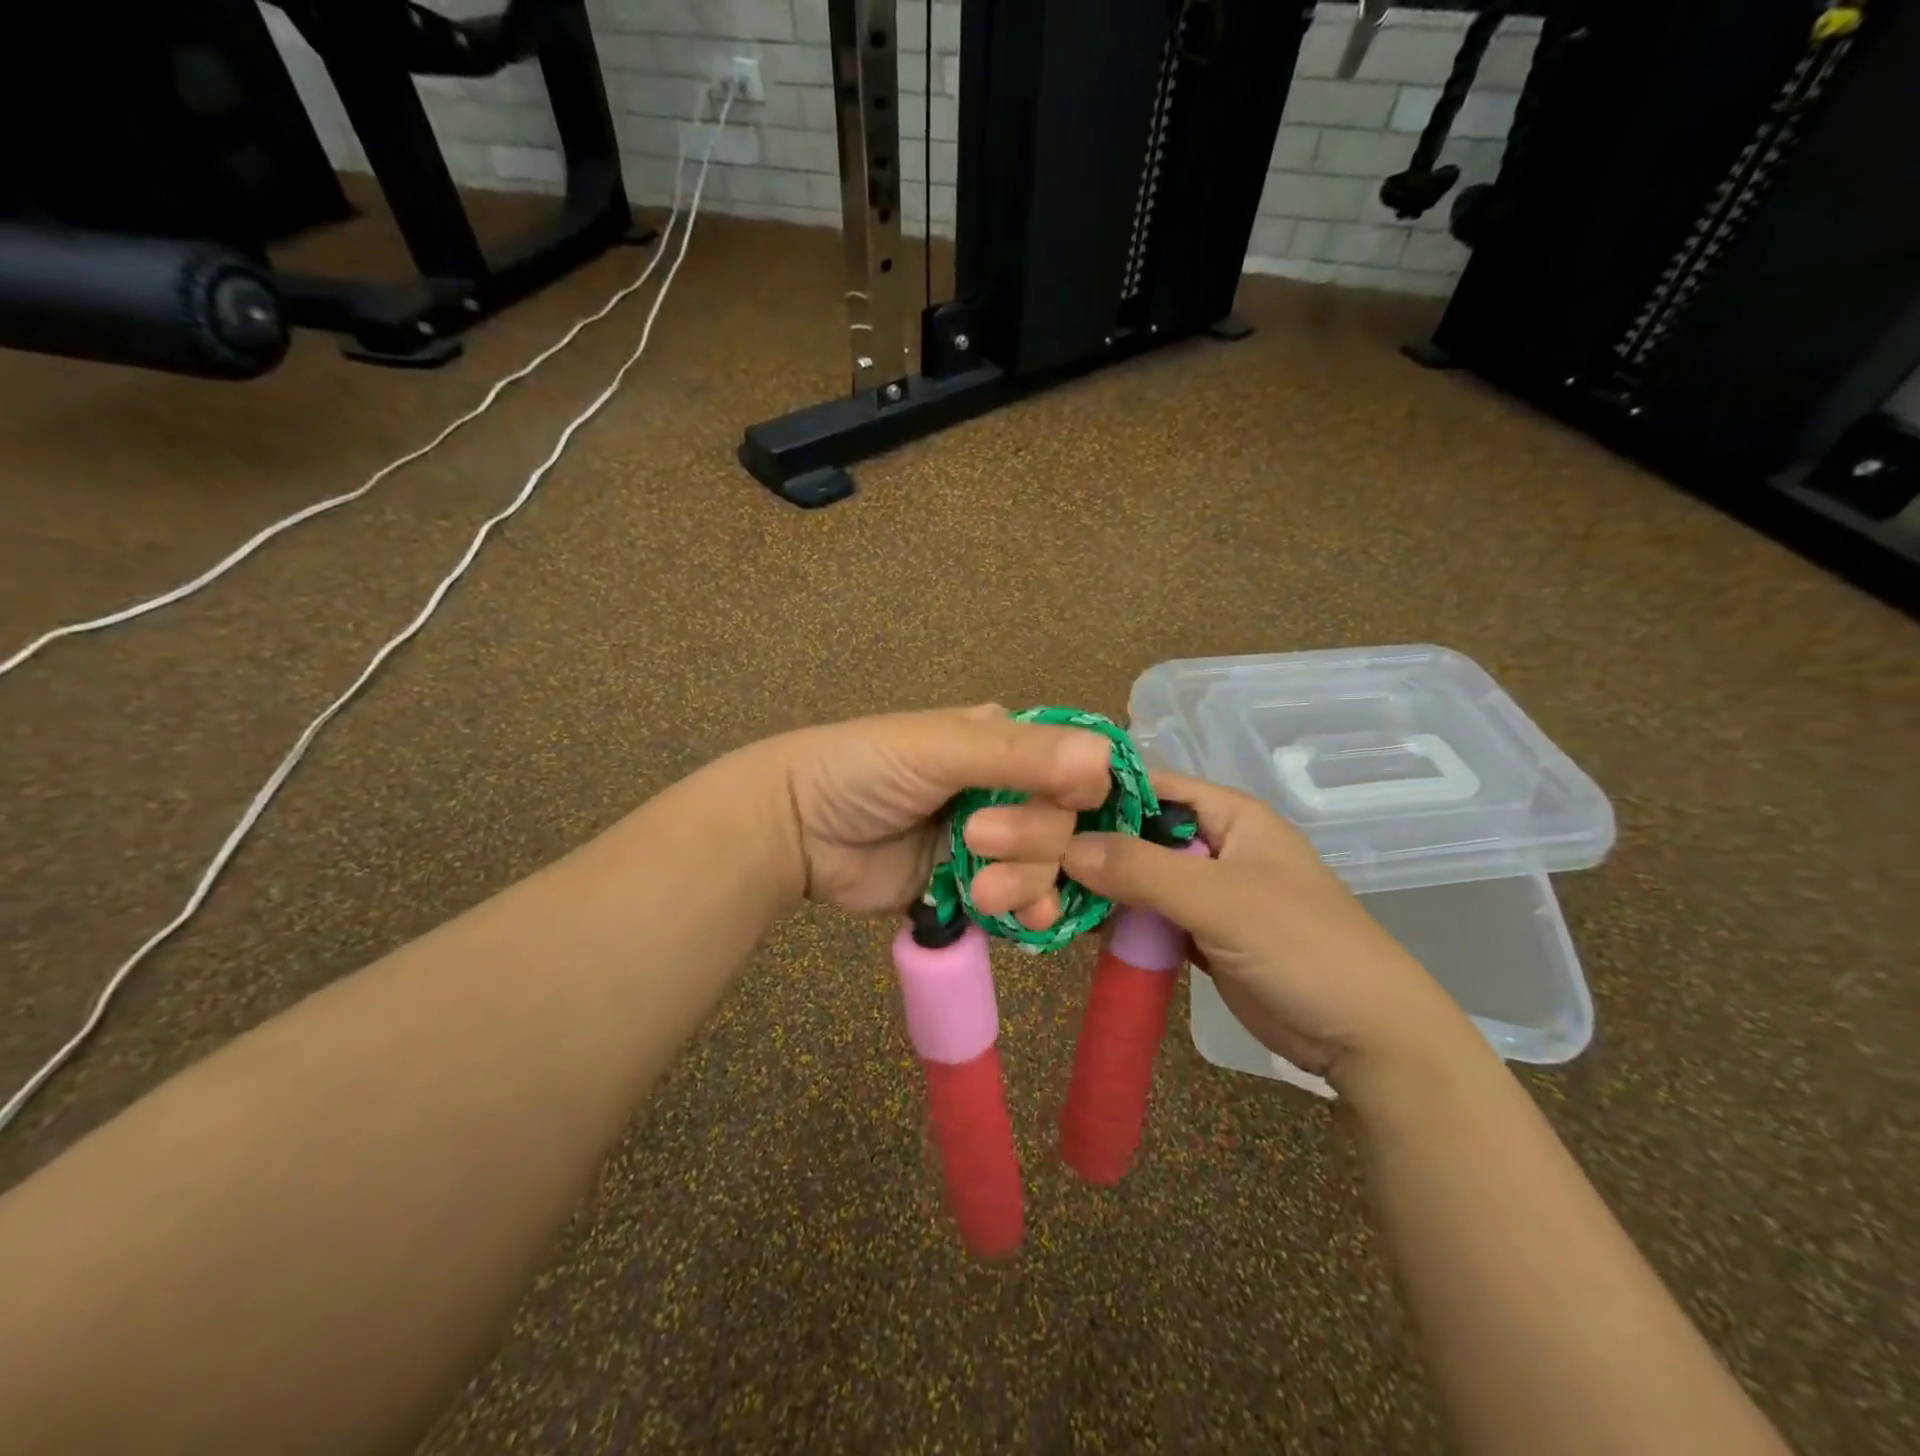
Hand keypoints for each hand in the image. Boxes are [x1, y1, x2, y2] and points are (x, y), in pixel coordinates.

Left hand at [758, 705, 1114, 924]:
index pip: (1078, 766)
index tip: (1078, 810)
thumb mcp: (938, 749)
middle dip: (1031, 840)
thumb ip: (1019, 756)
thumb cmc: (864, 769)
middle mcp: (1008, 790)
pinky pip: (1022, 902)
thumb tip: (1105, 760)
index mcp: (1006, 743)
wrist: (796, 830)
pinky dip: (1028, 913)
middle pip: (1066, 824)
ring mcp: (991, 843)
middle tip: (975, 840)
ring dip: (1025, 882)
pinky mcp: (972, 886)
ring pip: (1048, 867)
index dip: (1088, 792)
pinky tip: (1022, 922)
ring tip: (980, 890)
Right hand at [1061, 769, 1473, 1088]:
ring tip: (1036, 892)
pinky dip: (1113, 919)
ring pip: (1135, 876)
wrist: (1365, 1037)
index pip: (1149, 785)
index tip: (1036, 808)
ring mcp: (1203, 891)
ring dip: (1095, 886)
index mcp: (1228, 814)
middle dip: (1087, 844)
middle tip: (1026, 858)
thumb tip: (1064, 847)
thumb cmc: (1303, 947)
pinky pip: (1144, 915)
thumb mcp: (1222, 900)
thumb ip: (1143, 870)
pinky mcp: (1196, 933)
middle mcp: (1212, 844)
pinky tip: (1069, 923)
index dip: (1096, 793)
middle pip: (1135, 832)